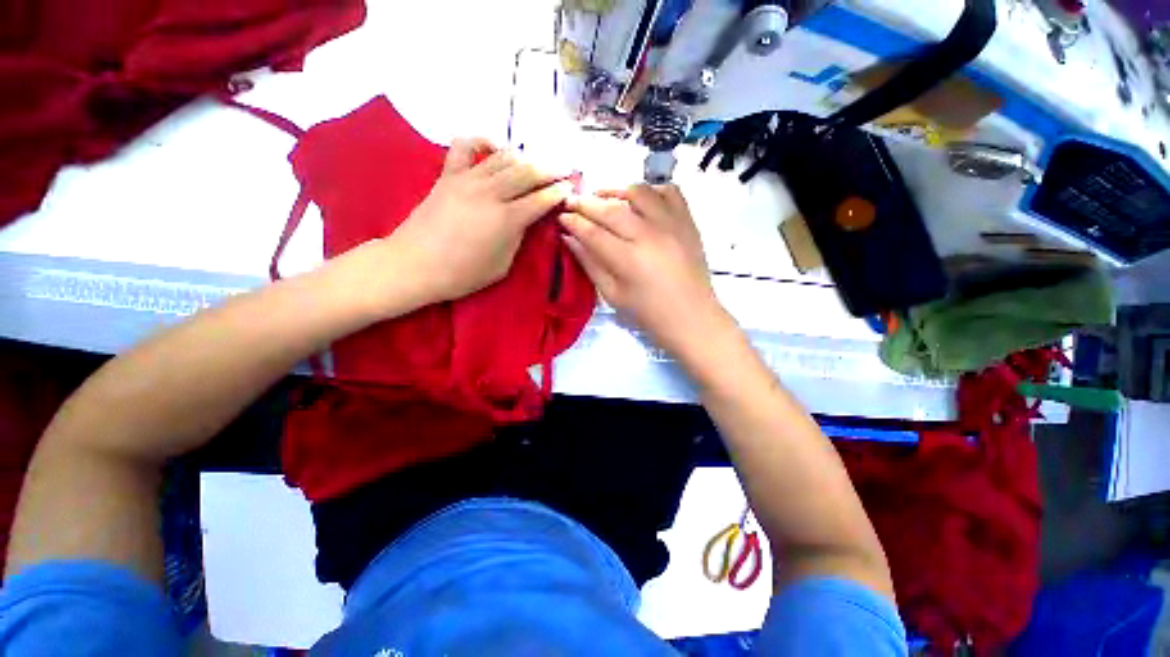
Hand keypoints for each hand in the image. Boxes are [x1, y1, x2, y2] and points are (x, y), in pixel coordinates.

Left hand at [379, 138, 573, 307]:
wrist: (415, 265)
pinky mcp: (448, 175)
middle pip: (527, 172)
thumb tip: (526, 219)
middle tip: (563, 170)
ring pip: (503, 157)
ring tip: (537, 163)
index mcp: (507, 219)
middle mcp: (491, 193)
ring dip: (525, 157)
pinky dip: (483, 140)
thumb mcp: (502, 265)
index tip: (571, 187)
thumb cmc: (462, 274)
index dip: (559, 192)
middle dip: (550, 170)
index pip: (541, 199)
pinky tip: (494, 148)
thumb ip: (518, 238)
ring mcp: (468, 179)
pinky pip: (466, 146)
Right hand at [559, 184, 728, 355]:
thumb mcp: (613, 295)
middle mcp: (650, 236)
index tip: (561, 216)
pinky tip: (640, 201)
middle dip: (586, 202)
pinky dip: (652, 190)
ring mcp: (672, 225)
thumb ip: (590, 264)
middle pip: (611, 209)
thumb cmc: (648, 313)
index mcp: (628, 260)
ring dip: (616, 190)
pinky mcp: (688, 222)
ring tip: (603, 197)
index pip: (593, 232)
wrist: (692, 317)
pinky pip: (670, 191)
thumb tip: (569, 238)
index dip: (573, 221)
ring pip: (639, 192)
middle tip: (572, 201)